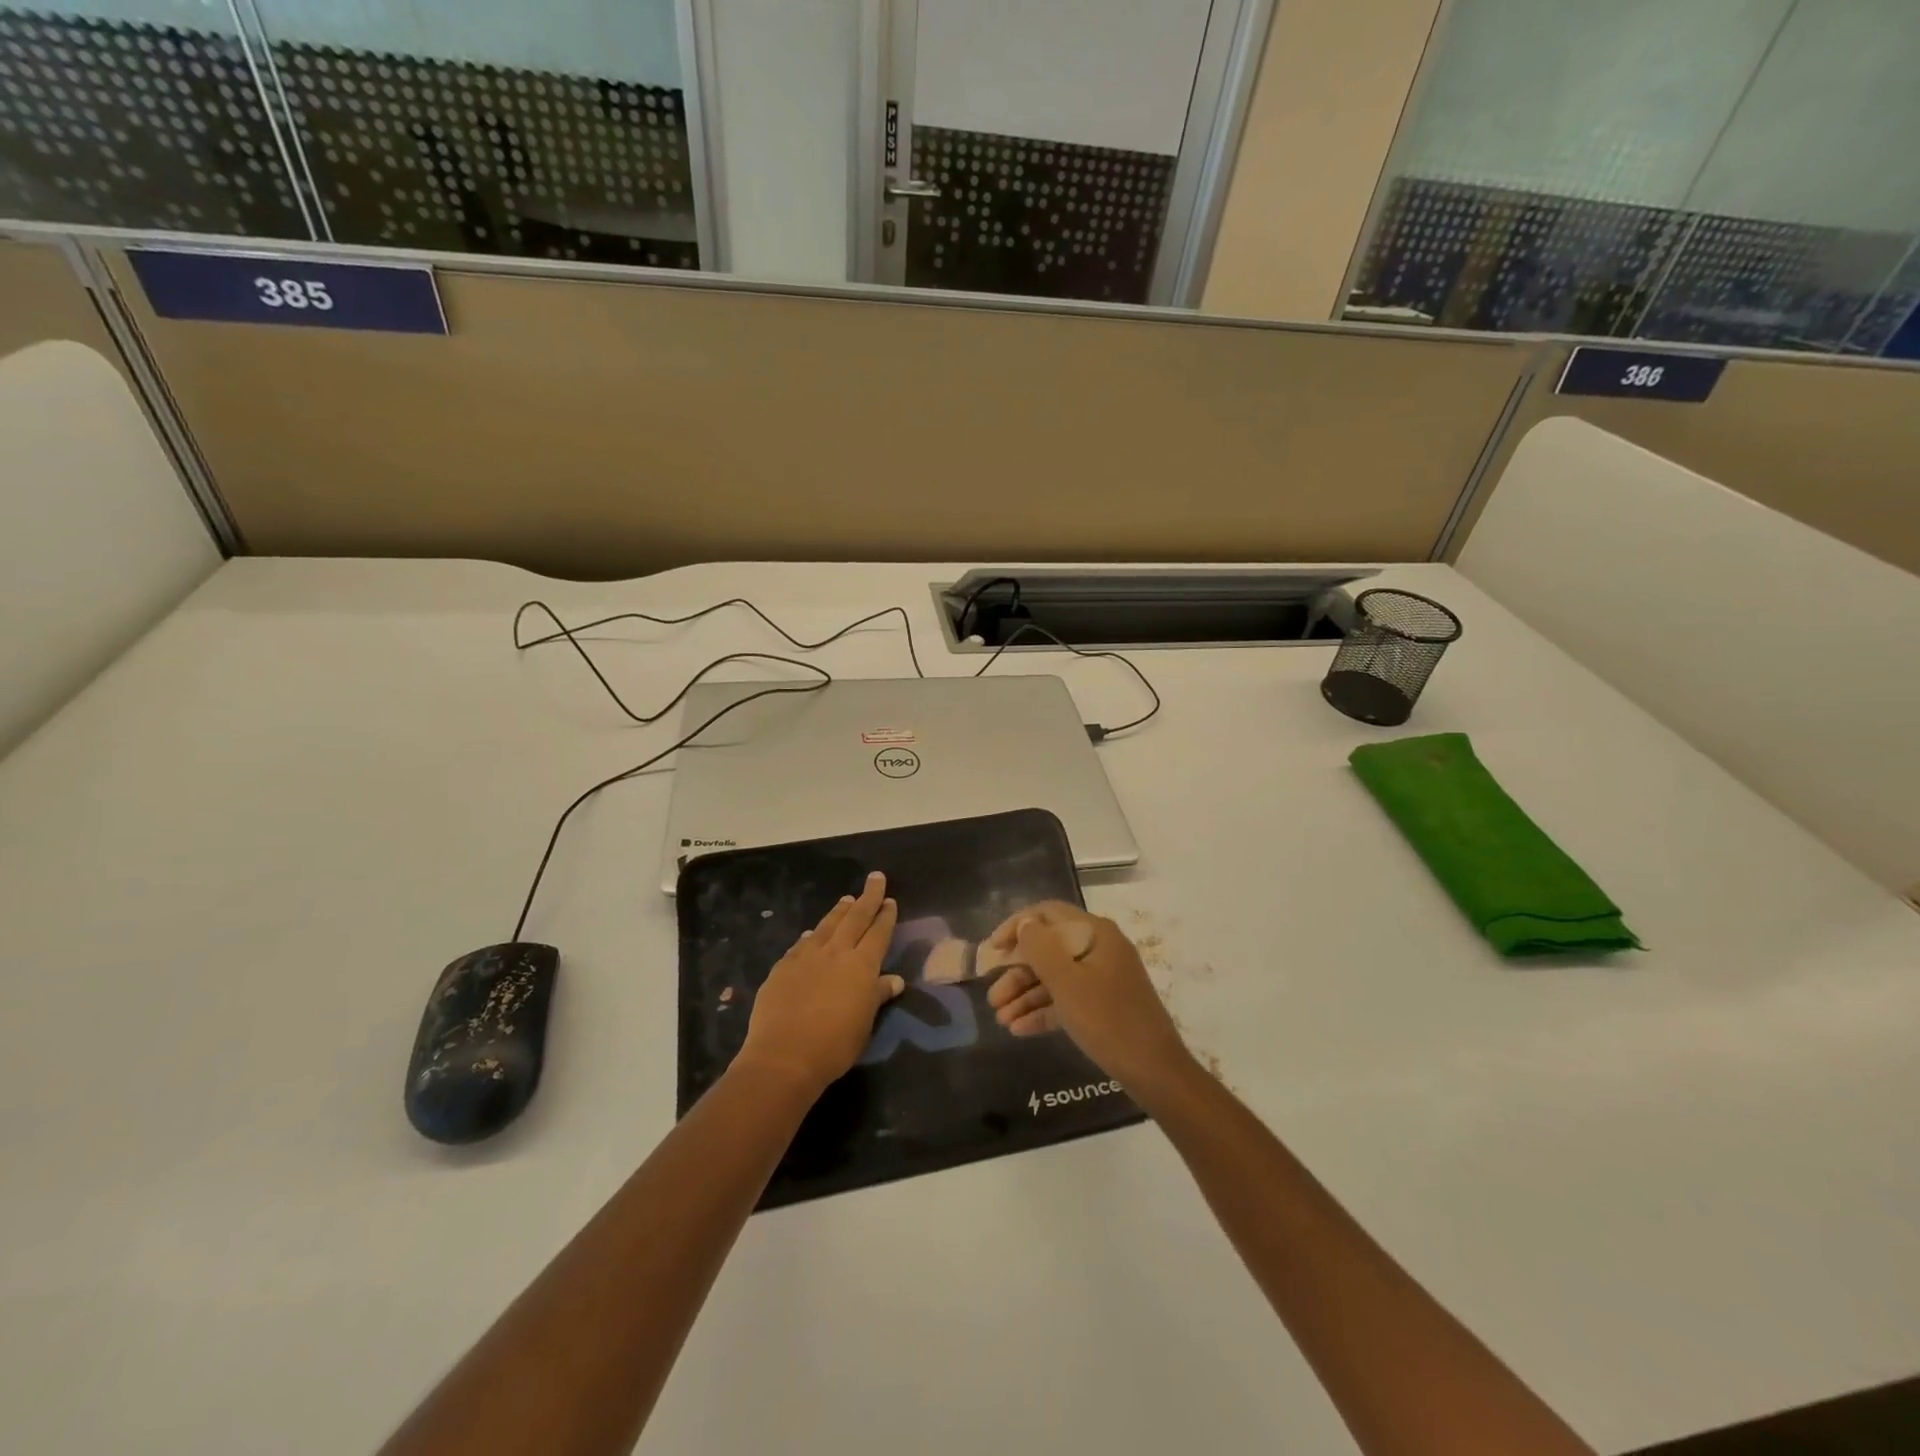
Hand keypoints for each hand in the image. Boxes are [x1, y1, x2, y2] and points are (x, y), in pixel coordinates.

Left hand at [737, 872, 904, 1096]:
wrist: (784, 1056)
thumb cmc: (835, 1044)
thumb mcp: (865, 1023)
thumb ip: (878, 996)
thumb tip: (894, 980)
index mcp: (861, 965)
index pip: (878, 933)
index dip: (885, 916)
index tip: (890, 899)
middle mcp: (836, 952)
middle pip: (855, 918)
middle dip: (868, 897)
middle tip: (875, 877)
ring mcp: (807, 957)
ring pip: (827, 925)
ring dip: (839, 911)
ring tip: (847, 899)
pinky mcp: (783, 967)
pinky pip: (802, 943)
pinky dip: (811, 935)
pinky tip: (812, 933)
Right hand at [985, 902, 1190, 1090]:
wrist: (1155, 1072)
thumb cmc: (1109, 1020)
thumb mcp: (1067, 983)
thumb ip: (1041, 948)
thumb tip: (1025, 923)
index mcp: (1095, 933)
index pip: (1048, 914)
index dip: (1017, 926)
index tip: (992, 949)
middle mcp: (1099, 949)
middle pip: (1049, 949)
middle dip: (1017, 973)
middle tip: (992, 998)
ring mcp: (1102, 978)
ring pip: (1055, 978)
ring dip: (1025, 995)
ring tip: (1000, 1019)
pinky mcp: (1102, 1006)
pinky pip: (1066, 1000)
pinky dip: (1043, 1011)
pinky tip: (1018, 1029)